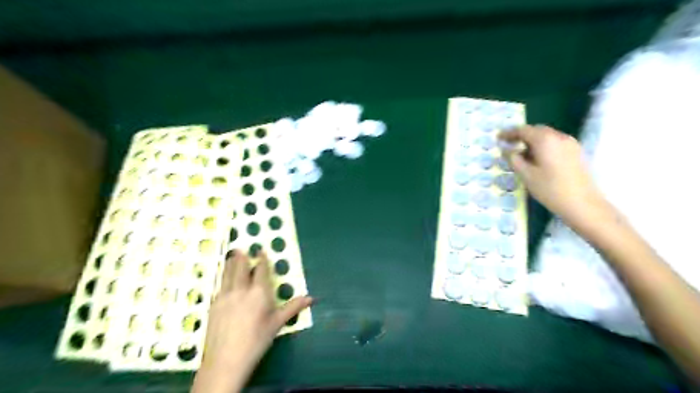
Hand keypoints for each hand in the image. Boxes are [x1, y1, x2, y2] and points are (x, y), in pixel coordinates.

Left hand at [191, 252, 311, 392]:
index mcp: (259, 293)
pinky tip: (223, 278)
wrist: (226, 359)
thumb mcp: (277, 324)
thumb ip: (293, 308)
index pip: (260, 271)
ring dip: (230, 263)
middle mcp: (241, 290)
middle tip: (242, 248)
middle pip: (240, 268)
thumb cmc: (257, 340)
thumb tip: (311, 298)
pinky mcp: (214, 305)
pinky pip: (220, 286)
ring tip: (231, 255)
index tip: (261, 251)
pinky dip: (223, 277)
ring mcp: (225, 297)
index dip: (261, 260)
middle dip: (242, 257)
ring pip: (227, 275)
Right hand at [497, 125, 607, 227]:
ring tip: (521, 154)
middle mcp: (559, 137)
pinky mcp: (576, 152)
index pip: (523, 130)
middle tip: (508, 145)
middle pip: (537, 130)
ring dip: (532, 141)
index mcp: (545, 140)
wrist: (582, 204)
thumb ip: (513, 159)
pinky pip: (555, 143)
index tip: (498, 138)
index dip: (509, 133)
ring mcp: (570, 143)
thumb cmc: (550, 189)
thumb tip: (506, 150)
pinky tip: (537, 159)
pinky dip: (543, 146)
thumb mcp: (526, 175)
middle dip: (521, 135)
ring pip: (547, 136)